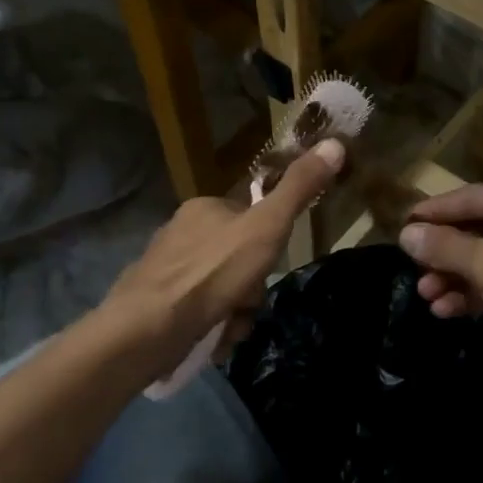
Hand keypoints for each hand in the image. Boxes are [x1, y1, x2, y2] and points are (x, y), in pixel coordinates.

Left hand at [103, 140, 345, 379]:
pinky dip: (213, 327)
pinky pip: (199, 313)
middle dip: (250, 287)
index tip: (270, 265)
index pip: (249, 218)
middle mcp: (181, 234)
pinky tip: (213, 339)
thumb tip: (335, 143)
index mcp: (204, 208)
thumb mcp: (267, 227)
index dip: (267, 245)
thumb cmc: (212, 272)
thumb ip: (299, 189)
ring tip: (230, 327)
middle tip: (248, 304)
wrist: (147, 329)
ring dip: (235, 312)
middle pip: (237, 259)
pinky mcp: (156, 305)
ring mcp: (165, 271)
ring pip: (221, 289)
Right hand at [400, 182, 482, 369]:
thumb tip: (406, 233)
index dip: (433, 211)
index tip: (401, 226)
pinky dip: (480, 293)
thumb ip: (447, 247)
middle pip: (480, 229)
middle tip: (415, 273)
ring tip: (428, 299)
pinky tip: (452, 311)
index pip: (471, 197)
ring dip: (458, 278)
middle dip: (444, 254)